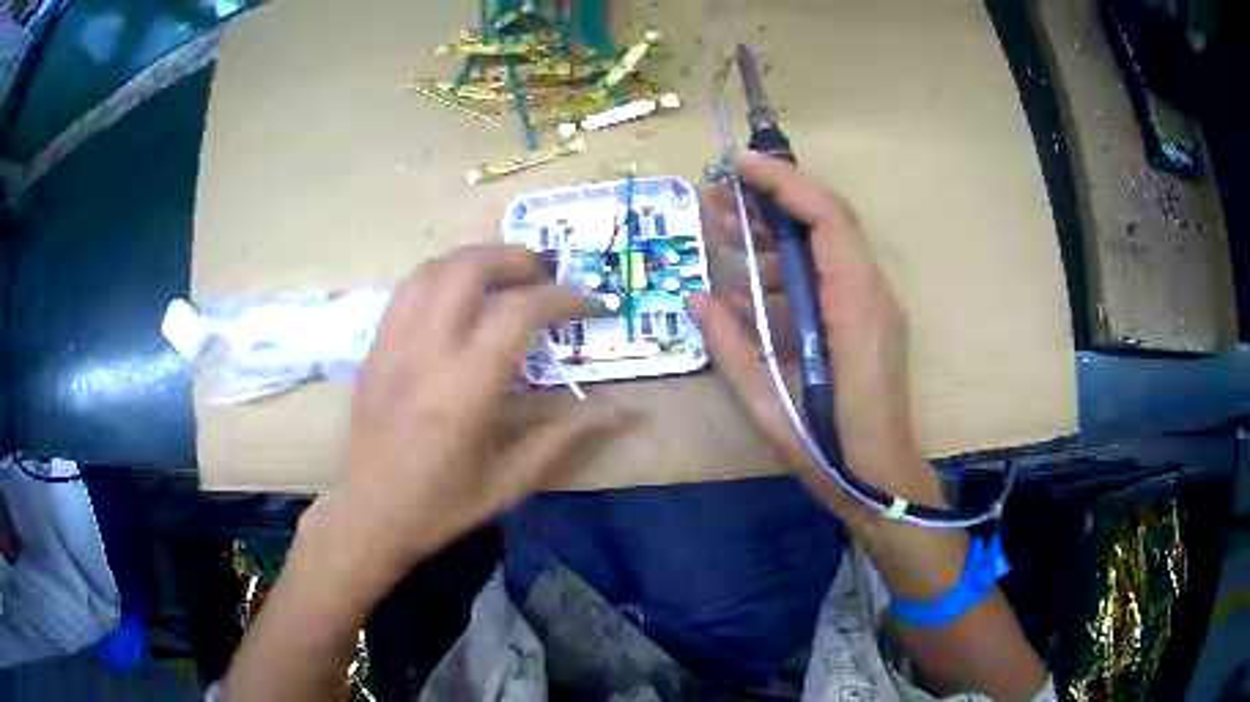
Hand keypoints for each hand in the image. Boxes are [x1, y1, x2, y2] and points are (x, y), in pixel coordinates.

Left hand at [295, 245, 633, 614]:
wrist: (371, 515)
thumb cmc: (442, 506)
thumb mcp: (510, 483)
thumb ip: (565, 437)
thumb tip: (624, 411)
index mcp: (465, 389)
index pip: (519, 311)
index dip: (564, 297)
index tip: (593, 303)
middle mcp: (426, 352)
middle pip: (470, 269)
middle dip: (516, 259)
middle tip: (547, 275)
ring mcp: (393, 343)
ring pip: (434, 268)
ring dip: (476, 259)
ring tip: (506, 274)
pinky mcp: (375, 346)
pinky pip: (407, 288)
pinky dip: (441, 275)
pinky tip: (458, 294)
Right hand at [693, 153, 940, 519]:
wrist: (881, 481)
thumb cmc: (830, 449)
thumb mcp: (769, 402)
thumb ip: (730, 346)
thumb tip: (697, 297)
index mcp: (855, 306)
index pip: (827, 217)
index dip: (784, 182)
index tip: (738, 166)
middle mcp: (872, 293)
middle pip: (827, 221)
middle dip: (772, 199)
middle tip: (718, 197)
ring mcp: (874, 305)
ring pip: (826, 246)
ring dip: (777, 232)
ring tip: (725, 229)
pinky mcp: (868, 320)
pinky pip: (828, 275)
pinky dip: (789, 267)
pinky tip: (751, 282)